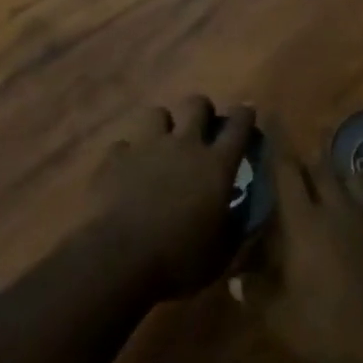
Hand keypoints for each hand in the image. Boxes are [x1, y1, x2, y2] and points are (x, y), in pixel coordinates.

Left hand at [87, 97, 255, 301]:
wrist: (120, 258)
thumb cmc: (180, 258)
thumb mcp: (221, 252)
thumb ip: (234, 227)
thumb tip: (241, 215)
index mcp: (216, 166)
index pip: (238, 126)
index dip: (244, 115)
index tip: (246, 112)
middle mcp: (184, 145)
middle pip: (196, 104)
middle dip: (201, 110)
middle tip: (201, 127)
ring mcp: (147, 146)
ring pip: (157, 113)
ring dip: (162, 126)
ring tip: (160, 145)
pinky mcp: (116, 157)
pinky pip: (123, 145)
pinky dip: (127, 155)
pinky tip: (126, 171)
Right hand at [236, 137, 362, 362]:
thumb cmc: (326, 332)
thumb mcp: (278, 320)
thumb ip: (255, 294)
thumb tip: (235, 278)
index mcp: (304, 222)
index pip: (288, 171)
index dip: (279, 143)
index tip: (274, 117)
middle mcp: (339, 209)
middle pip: (324, 168)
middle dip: (313, 153)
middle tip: (306, 142)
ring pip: (357, 180)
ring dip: (343, 171)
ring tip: (337, 171)